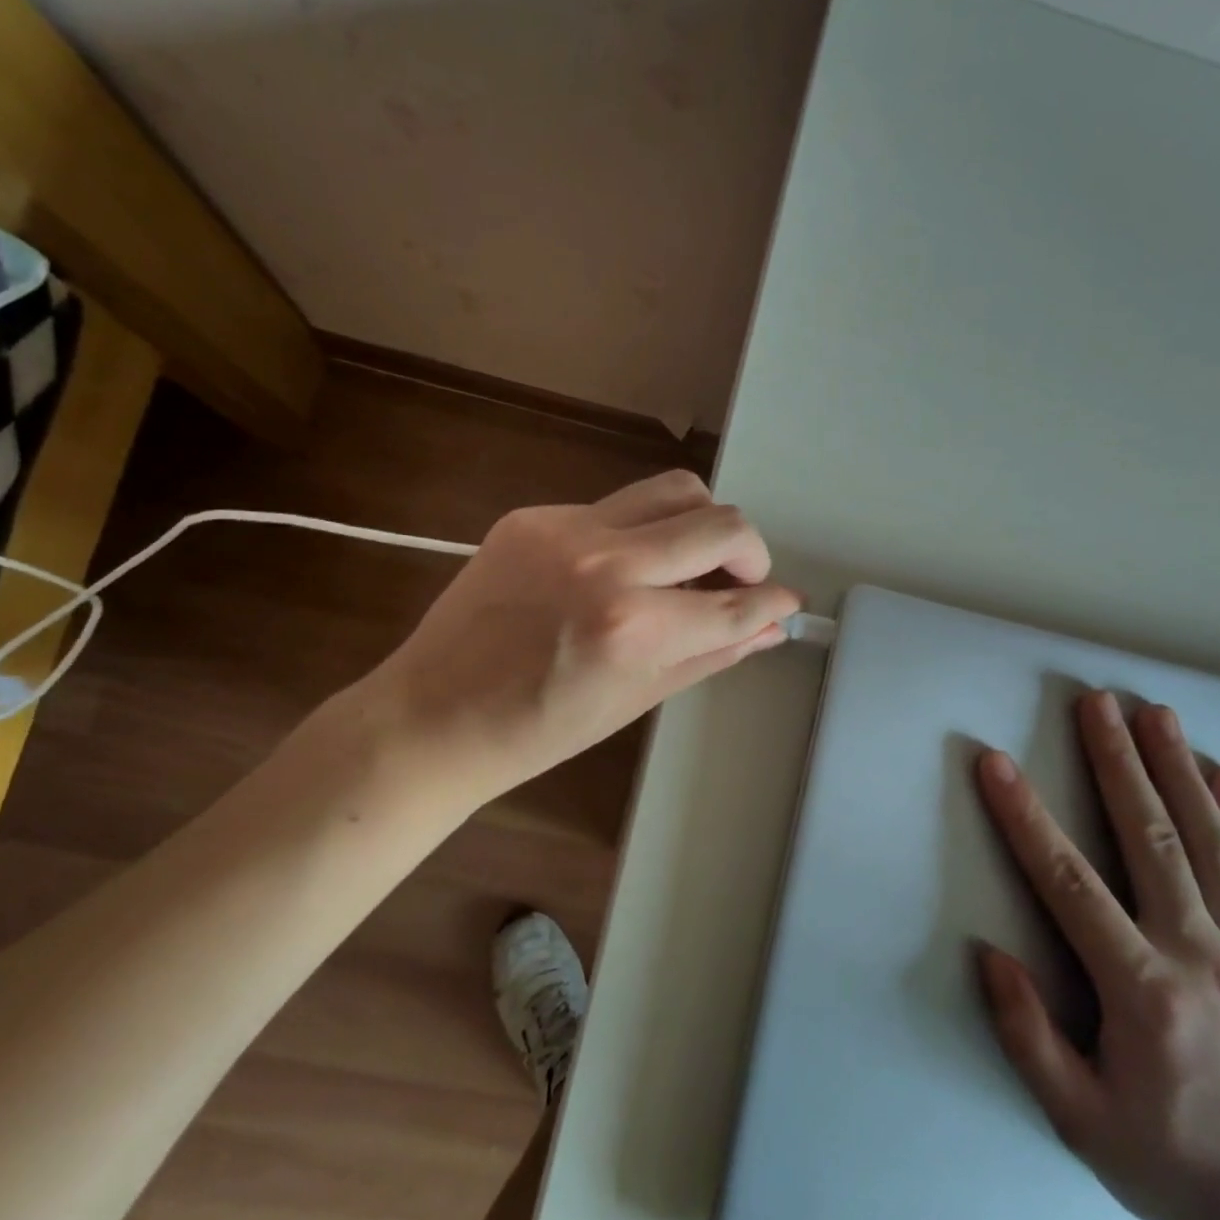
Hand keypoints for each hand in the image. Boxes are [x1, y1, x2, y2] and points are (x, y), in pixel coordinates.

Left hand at [367, 470, 798, 799]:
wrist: (434, 714)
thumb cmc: (540, 730)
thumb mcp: (638, 698)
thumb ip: (712, 652)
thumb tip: (769, 627)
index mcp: (634, 628)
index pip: (737, 603)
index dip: (774, 603)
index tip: (784, 604)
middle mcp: (608, 563)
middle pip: (721, 522)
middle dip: (751, 553)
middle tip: (739, 581)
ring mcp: (567, 530)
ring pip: (675, 489)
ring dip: (701, 523)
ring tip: (689, 561)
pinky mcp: (534, 515)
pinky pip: (616, 506)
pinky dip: (639, 533)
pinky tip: (620, 569)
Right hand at [974, 692, 1219, 1219]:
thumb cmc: (1172, 1164)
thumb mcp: (1079, 1120)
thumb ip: (1027, 1035)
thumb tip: (990, 955)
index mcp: (1144, 993)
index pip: (1070, 885)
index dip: (1027, 819)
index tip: (996, 764)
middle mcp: (1203, 958)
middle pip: (1152, 839)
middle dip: (1118, 762)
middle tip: (1097, 702)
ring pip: (1214, 845)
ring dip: (1180, 770)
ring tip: (1157, 714)